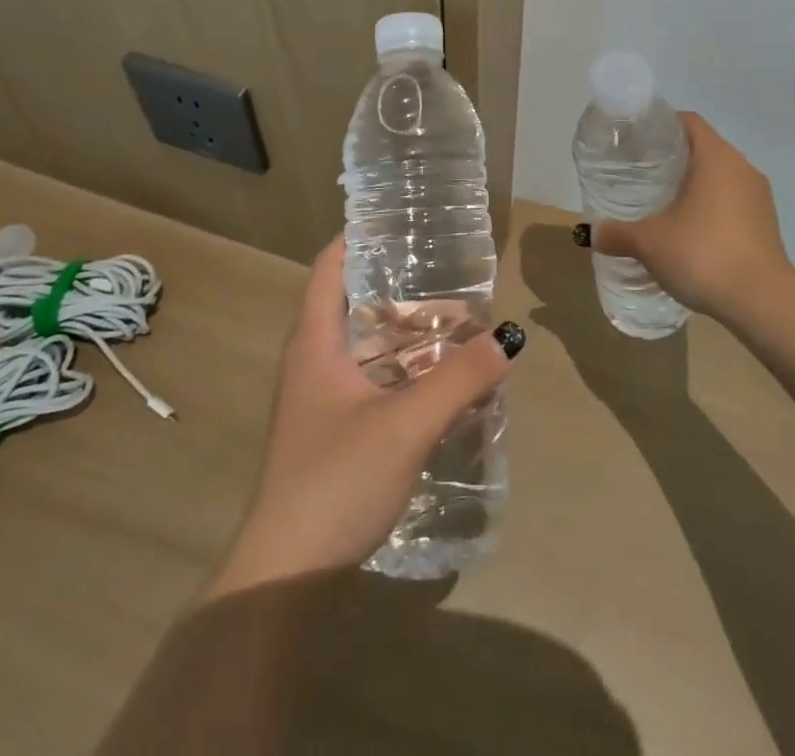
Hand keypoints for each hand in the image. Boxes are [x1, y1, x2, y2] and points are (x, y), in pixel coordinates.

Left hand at [205, 236, 520, 598]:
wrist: (286, 576)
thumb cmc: (335, 481)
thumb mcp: (405, 424)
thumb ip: (459, 379)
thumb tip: (508, 336)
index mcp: (315, 343)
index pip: (329, 267)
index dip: (356, 237)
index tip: (397, 219)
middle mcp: (313, 362)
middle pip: (353, 303)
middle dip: (397, 285)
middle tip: (445, 269)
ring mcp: (321, 400)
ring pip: (366, 346)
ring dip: (405, 331)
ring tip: (454, 317)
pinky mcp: (334, 432)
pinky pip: (372, 380)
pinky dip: (403, 369)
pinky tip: (439, 378)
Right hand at [590, 113, 794, 323]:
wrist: (762, 302)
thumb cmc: (703, 254)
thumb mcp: (650, 243)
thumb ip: (619, 234)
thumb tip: (594, 234)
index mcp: (716, 157)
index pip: (688, 121)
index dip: (662, 124)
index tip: (637, 141)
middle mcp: (743, 168)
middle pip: (704, 148)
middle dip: (674, 158)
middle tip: (642, 174)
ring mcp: (760, 196)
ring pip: (721, 177)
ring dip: (695, 185)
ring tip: (664, 204)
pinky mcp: (767, 224)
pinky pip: (734, 203)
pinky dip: (712, 208)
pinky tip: (691, 232)